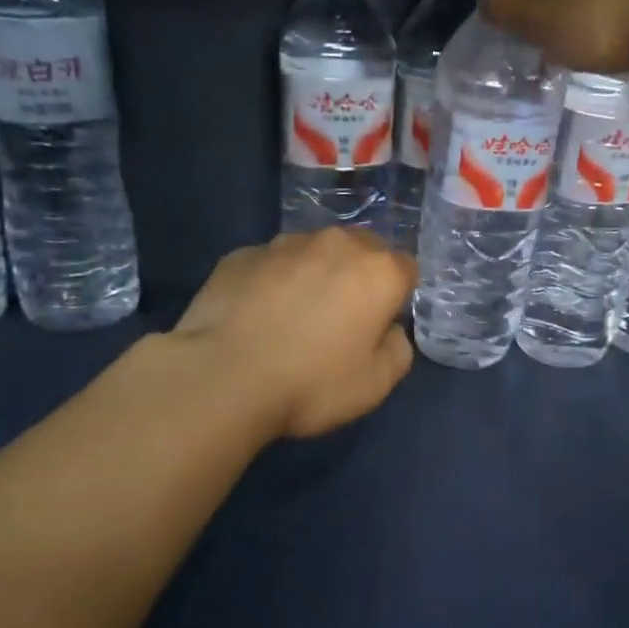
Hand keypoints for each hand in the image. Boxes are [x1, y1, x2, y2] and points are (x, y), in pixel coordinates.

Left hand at [173, 229, 416, 438]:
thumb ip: (397, 348)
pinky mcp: (241, 254)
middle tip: (341, 318)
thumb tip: (388, 329)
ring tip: (294, 316)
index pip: (406, 268)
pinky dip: (273, 282)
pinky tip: (257, 316)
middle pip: (362, 248)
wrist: (222, 377)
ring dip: (315, 274)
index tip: (379, 325)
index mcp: (379, 271)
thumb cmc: (312, 383)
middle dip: (359, 275)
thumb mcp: (376, 384)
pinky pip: (271, 263)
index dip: (396, 297)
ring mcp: (284, 244)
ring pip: (314, 251)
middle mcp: (336, 244)